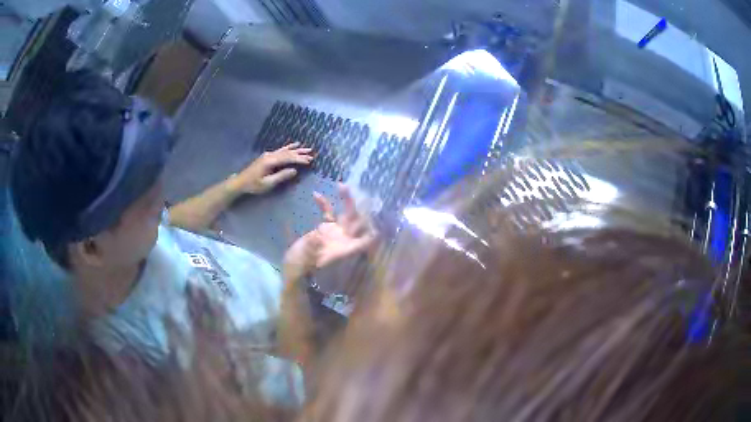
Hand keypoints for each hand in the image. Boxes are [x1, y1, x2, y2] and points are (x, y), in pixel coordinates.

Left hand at [232, 143, 312, 194]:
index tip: (309, 161)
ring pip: (285, 150)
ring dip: (297, 149)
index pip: (288, 158)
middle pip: (288, 153)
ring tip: (308, 148)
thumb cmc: (254, 185)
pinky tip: (295, 144)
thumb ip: (281, 176)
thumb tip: (294, 170)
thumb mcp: (268, 183)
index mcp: (270, 161)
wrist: (241, 181)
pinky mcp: (268, 156)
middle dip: (300, 154)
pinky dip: (289, 147)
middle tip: (312, 154)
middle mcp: (270, 155)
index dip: (299, 159)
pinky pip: (281, 150)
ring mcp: (269, 154)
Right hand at [283, 184, 376, 282]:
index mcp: (345, 250)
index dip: (371, 229)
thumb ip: (311, 247)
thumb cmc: (300, 269)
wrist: (293, 271)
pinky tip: (316, 195)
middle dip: (358, 207)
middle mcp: (345, 241)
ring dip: (345, 201)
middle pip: (358, 223)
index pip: (365, 240)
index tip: (371, 214)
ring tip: (341, 185)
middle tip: (353, 192)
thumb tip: (316, 234)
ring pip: (346, 215)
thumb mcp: (305, 259)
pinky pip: (329, 214)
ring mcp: (336, 234)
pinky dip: (325, 205)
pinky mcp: (326, 230)